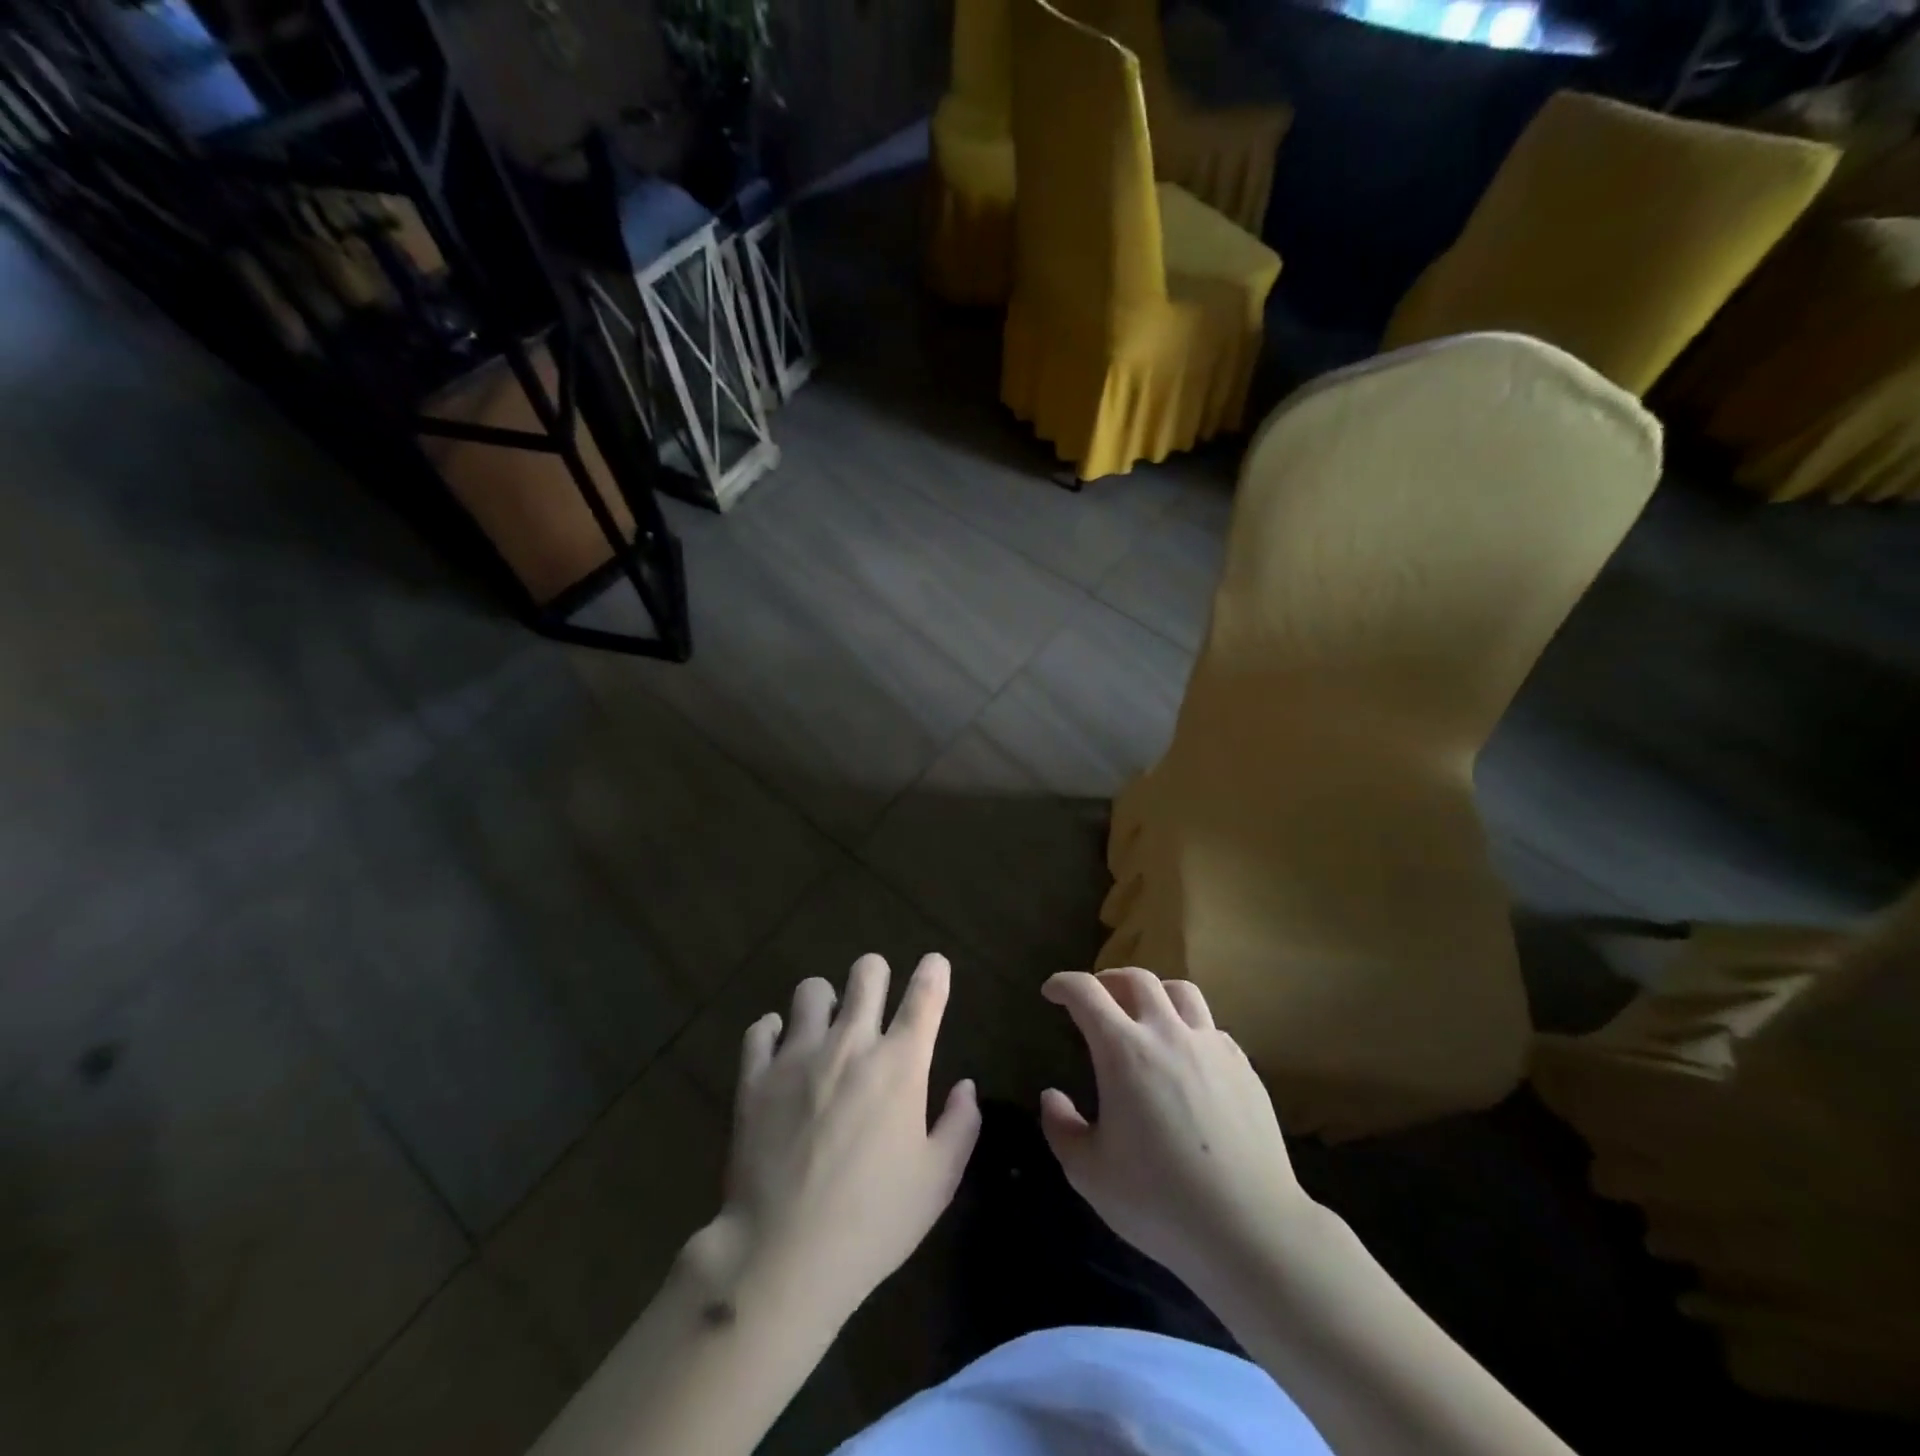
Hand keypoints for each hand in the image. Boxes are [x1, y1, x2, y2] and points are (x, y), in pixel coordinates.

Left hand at [719, 953, 980, 1326]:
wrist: (782, 1257)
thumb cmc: (873, 1222)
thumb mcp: (937, 1182)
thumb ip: (960, 1126)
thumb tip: (965, 1087)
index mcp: (900, 1064)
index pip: (925, 993)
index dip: (934, 971)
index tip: (934, 966)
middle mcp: (850, 1043)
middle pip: (866, 971)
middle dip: (877, 974)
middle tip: (876, 1001)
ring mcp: (797, 1055)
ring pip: (812, 990)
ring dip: (824, 1003)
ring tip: (824, 1031)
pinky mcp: (755, 1076)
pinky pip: (761, 1028)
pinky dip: (773, 1033)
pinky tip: (780, 1053)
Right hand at [1040, 968, 1314, 1296]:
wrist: (1250, 1229)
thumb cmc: (1159, 1201)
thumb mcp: (1089, 1173)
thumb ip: (1061, 1127)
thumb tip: (1052, 1096)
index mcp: (1124, 1051)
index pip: (1086, 992)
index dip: (1064, 984)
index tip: (1052, 991)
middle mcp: (1167, 1033)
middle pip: (1136, 978)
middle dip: (1108, 979)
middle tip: (1096, 997)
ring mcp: (1211, 1046)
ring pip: (1180, 991)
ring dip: (1154, 992)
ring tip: (1144, 1012)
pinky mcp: (1243, 1066)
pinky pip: (1210, 1026)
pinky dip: (1188, 1026)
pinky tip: (1185, 1056)